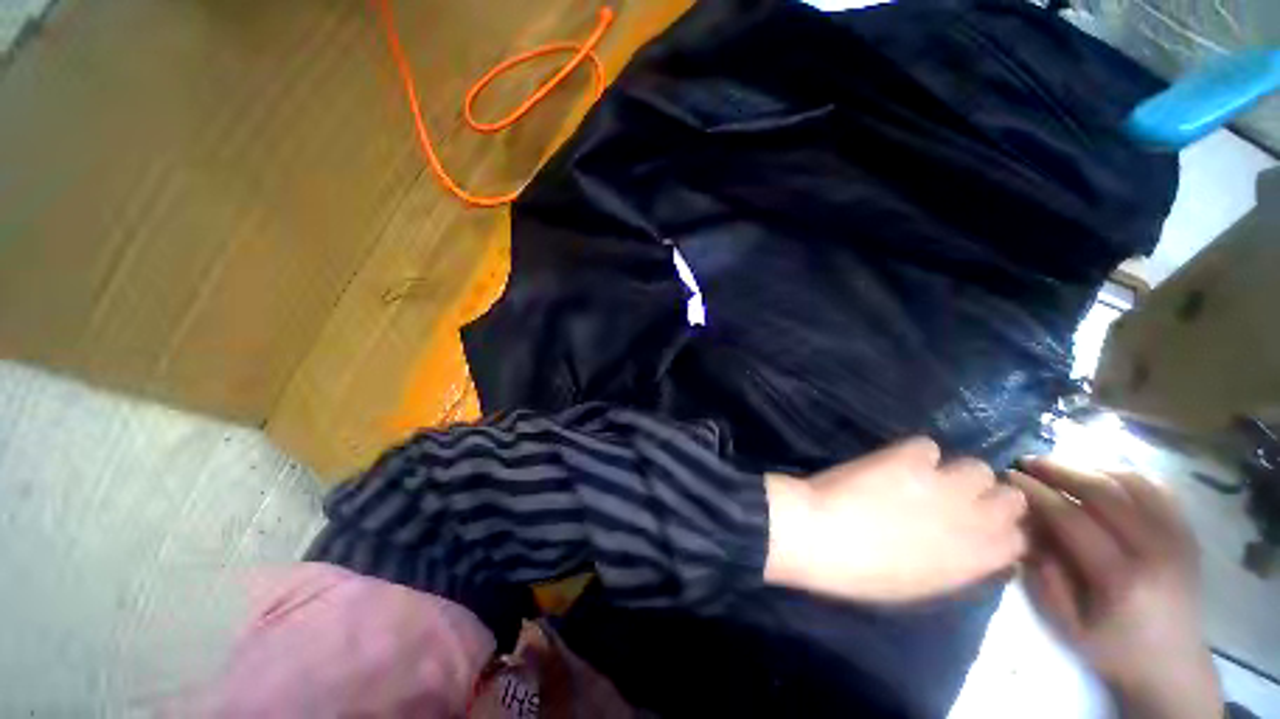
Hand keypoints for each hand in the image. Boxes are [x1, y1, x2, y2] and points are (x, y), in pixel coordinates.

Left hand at [763, 437, 1026, 602]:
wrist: (820, 536)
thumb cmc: (863, 573)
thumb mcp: (922, 584)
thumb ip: (956, 564)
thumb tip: (970, 549)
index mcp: (976, 560)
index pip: (1017, 538)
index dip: (997, 528)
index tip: (977, 524)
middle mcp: (973, 519)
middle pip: (1009, 496)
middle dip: (986, 496)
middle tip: (952, 496)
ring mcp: (942, 484)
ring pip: (975, 466)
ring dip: (954, 471)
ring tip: (922, 476)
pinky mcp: (908, 457)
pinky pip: (926, 445)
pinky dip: (913, 452)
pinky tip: (893, 462)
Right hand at [1010, 458, 1220, 718]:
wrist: (1171, 666)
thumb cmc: (1112, 648)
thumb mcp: (1065, 622)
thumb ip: (1043, 572)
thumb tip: (1028, 524)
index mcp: (1121, 579)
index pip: (1073, 519)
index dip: (1038, 493)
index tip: (1010, 476)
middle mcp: (1154, 551)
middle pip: (1105, 493)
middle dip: (1061, 470)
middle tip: (1029, 461)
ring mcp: (1177, 538)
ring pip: (1133, 482)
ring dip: (1091, 467)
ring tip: (1061, 466)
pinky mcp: (1187, 533)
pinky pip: (1157, 488)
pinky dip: (1125, 474)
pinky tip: (1102, 476)